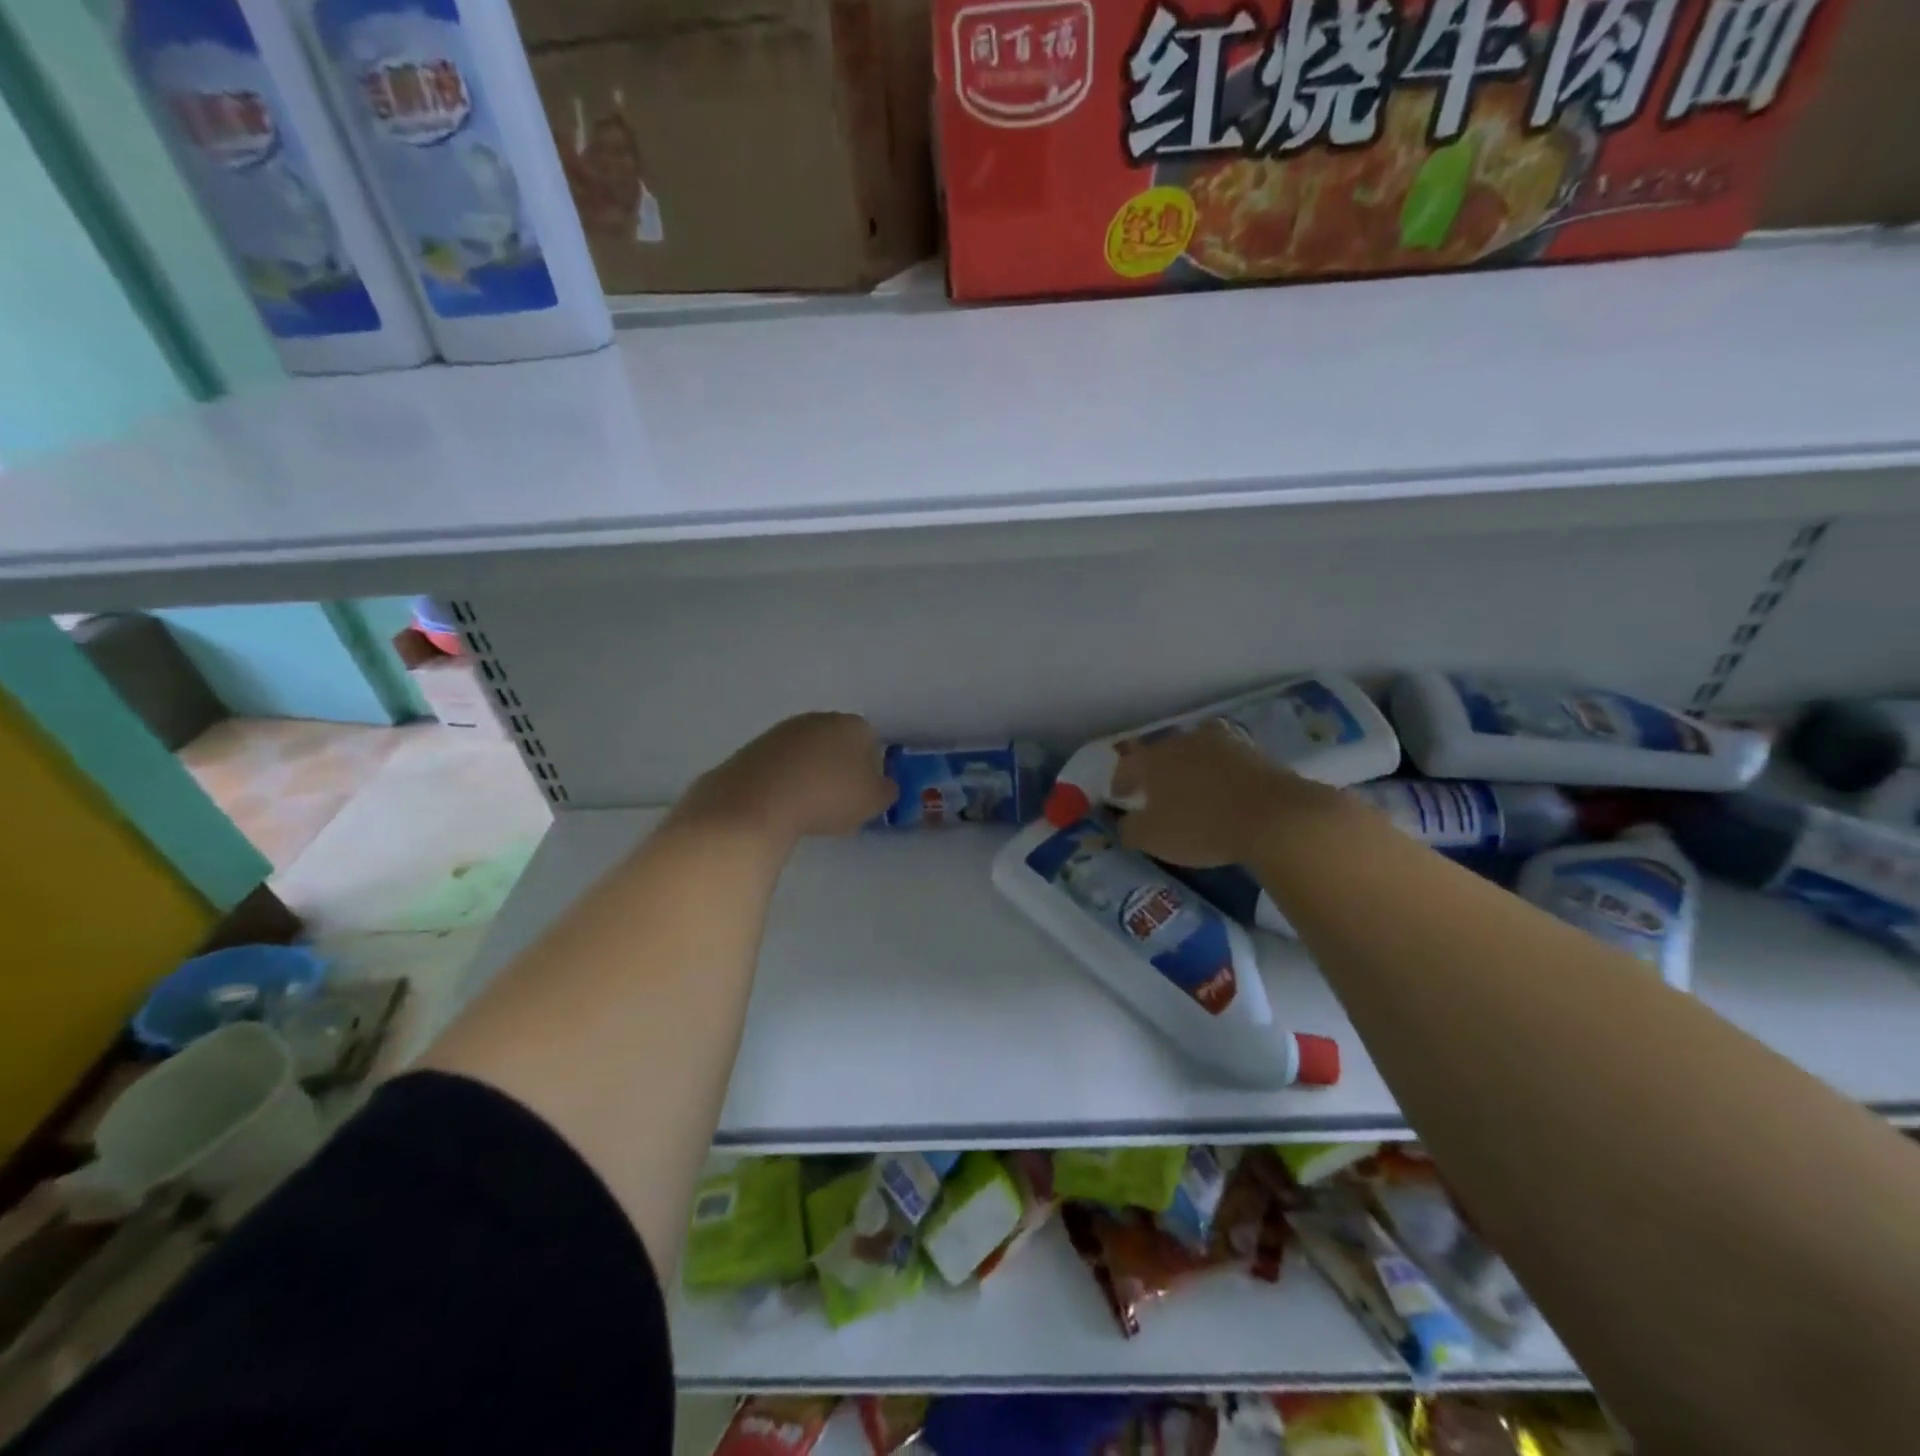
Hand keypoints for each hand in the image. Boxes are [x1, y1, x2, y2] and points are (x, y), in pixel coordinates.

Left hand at [682, 712, 895, 842]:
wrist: (759, 800)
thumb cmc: (828, 796)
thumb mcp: (873, 801)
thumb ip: (886, 791)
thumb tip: (884, 785)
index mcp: (853, 725)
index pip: (871, 740)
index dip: (870, 768)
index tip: (863, 793)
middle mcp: (819, 718)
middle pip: (837, 742)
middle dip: (839, 766)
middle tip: (837, 800)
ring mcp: (783, 730)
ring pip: (807, 752)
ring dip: (810, 773)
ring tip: (807, 805)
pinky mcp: (755, 747)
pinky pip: (781, 764)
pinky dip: (785, 780)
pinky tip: (782, 803)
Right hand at [1113, 721, 1339, 866]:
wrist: (1274, 817)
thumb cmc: (1202, 826)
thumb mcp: (1153, 838)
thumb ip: (1130, 829)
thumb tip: (1124, 823)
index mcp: (1154, 757)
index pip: (1128, 764)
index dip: (1121, 781)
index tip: (1120, 797)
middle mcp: (1184, 741)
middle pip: (1163, 752)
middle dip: (1156, 770)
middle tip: (1156, 791)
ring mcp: (1222, 742)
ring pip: (1197, 751)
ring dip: (1191, 766)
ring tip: (1193, 787)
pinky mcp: (1255, 752)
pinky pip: (1227, 760)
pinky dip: (1221, 772)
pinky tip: (1225, 789)